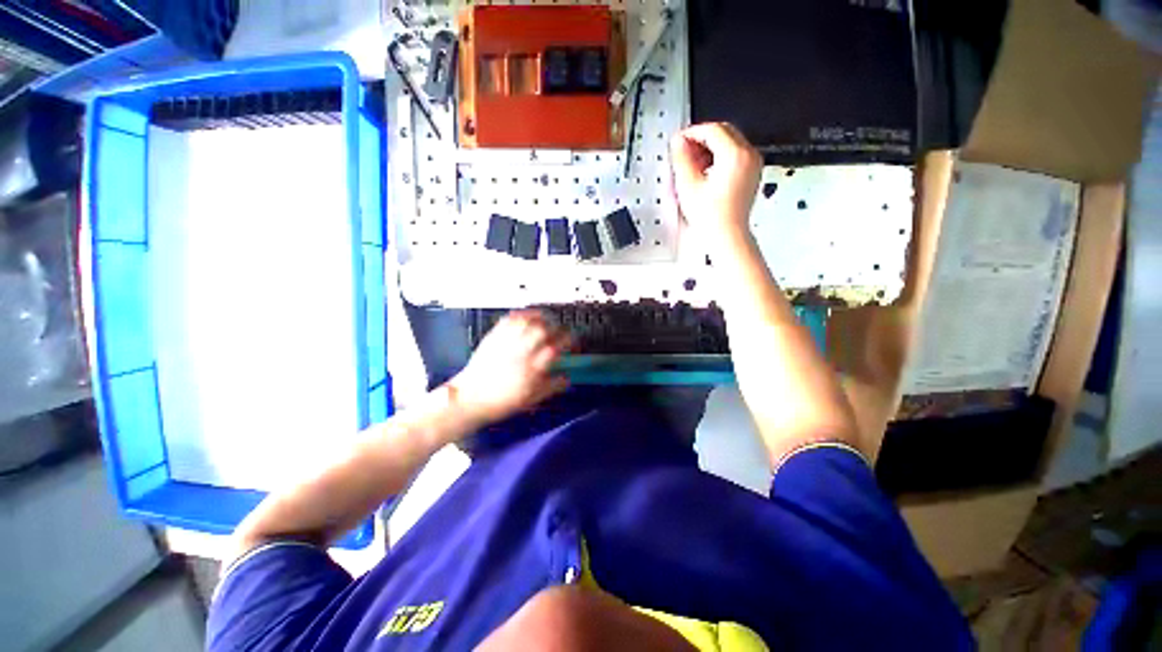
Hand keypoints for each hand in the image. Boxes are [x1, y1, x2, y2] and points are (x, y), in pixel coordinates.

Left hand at [447, 310, 569, 426]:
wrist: (470, 398)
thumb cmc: (502, 401)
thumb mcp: (532, 398)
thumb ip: (552, 386)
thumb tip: (568, 378)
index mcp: (532, 369)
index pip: (556, 348)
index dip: (568, 341)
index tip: (572, 341)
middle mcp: (521, 352)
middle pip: (543, 330)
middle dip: (556, 327)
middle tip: (560, 330)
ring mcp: (507, 342)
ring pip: (528, 322)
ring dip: (541, 318)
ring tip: (547, 320)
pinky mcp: (494, 337)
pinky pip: (510, 319)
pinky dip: (522, 314)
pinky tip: (528, 316)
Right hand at [670, 122, 762, 251]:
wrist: (727, 235)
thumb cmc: (712, 217)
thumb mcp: (688, 186)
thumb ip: (681, 159)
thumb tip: (678, 142)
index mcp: (735, 155)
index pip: (712, 130)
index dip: (692, 132)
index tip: (679, 140)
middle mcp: (748, 155)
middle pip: (723, 132)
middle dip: (702, 138)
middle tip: (684, 150)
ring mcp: (752, 164)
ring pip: (730, 142)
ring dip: (710, 147)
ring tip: (693, 163)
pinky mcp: (751, 174)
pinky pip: (735, 155)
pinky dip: (720, 157)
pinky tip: (705, 171)